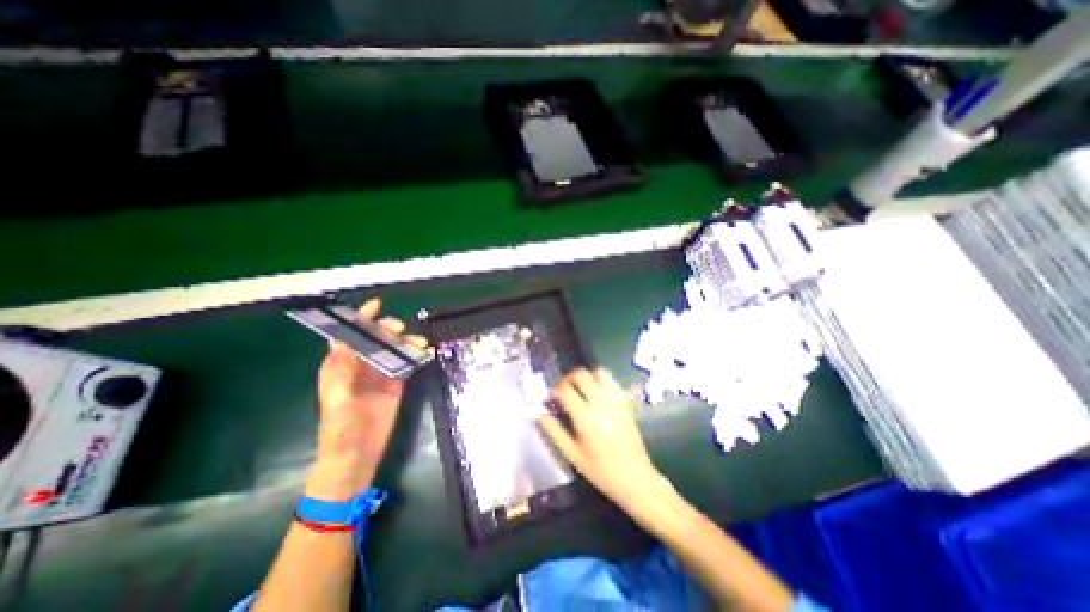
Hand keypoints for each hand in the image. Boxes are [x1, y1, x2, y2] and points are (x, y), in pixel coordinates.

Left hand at [309, 297, 426, 502]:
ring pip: (392, 350)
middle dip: (387, 329)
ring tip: (419, 342)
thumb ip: (341, 373)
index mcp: (340, 367)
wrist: (357, 458)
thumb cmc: (340, 432)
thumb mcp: (338, 402)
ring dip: (405, 342)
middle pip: (374, 340)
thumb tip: (343, 342)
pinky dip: (414, 356)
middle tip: (401, 330)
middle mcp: (360, 367)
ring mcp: (379, 375)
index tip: (376, 305)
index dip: (360, 320)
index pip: (348, 337)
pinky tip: (424, 352)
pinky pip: (405, 364)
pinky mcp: (395, 385)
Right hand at [535, 368, 663, 515]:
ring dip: (587, 376)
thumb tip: (540, 415)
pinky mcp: (625, 403)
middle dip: (569, 378)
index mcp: (586, 418)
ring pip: (600, 373)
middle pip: (582, 375)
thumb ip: (555, 433)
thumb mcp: (574, 456)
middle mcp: (601, 404)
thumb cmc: (602, 472)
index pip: (566, 390)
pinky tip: (597, 393)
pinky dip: (601, 381)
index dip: (556, 389)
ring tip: (581, 389)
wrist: (637, 479)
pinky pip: (612, 381)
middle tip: (564, 390)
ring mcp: (616, 401)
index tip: (552, 397)